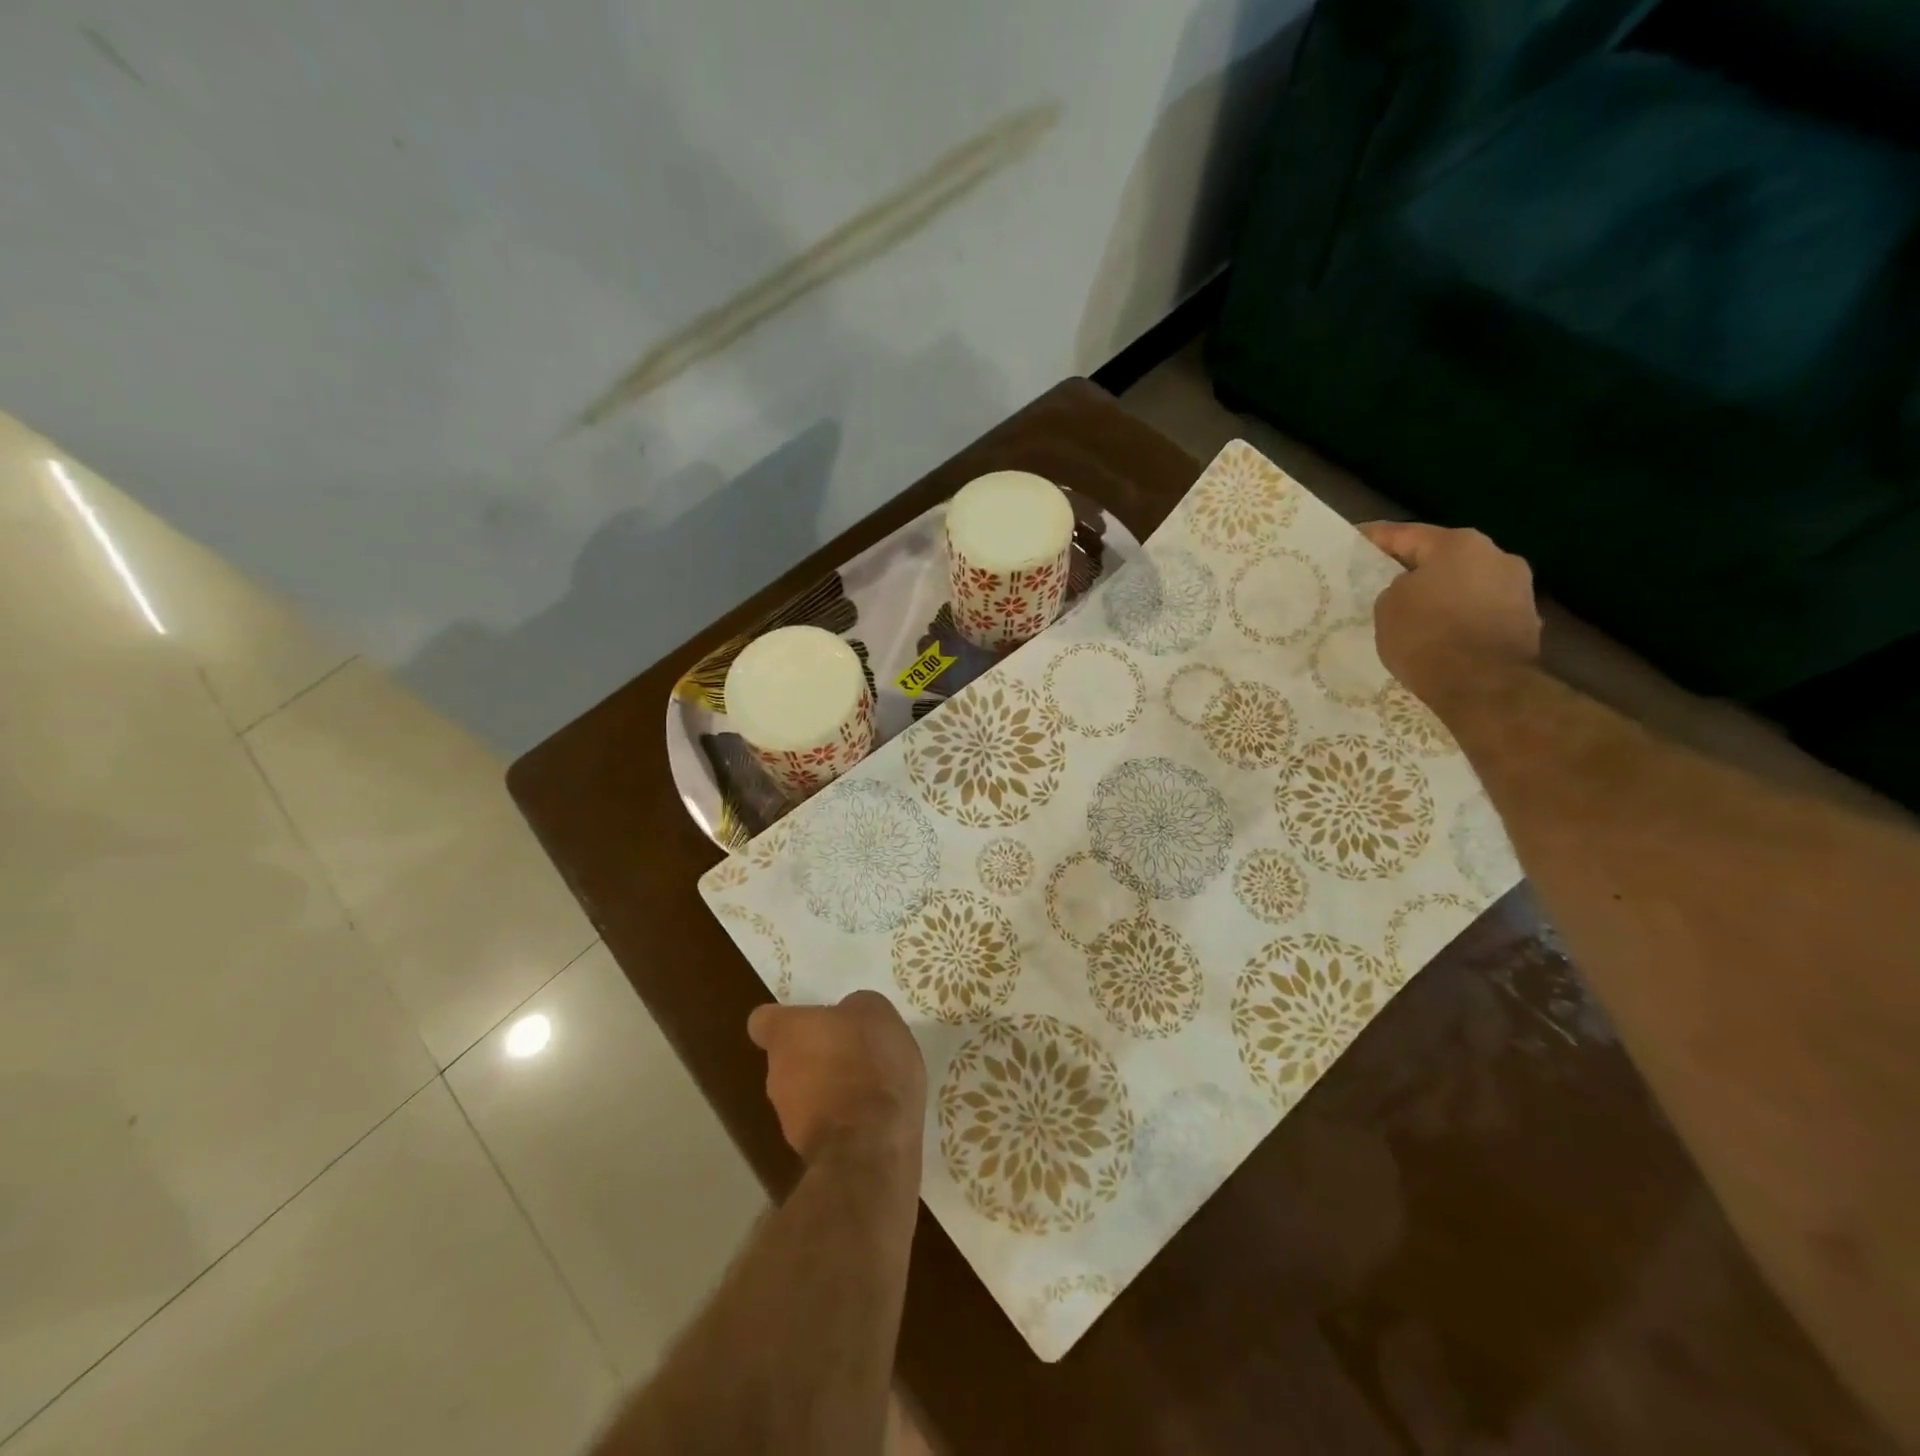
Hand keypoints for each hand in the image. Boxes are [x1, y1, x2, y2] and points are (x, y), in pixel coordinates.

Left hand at [748, 991, 925, 1164]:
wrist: (871, 1145)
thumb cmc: (868, 1062)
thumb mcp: (874, 1012)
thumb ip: (853, 1008)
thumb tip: (846, 1016)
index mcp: (785, 1033)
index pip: (763, 1022)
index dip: (784, 1020)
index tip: (809, 1021)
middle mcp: (776, 1072)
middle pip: (788, 1058)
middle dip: (815, 1054)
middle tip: (852, 1050)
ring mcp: (788, 1117)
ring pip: (804, 1093)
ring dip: (829, 1088)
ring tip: (869, 1085)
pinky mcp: (808, 1151)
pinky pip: (824, 1123)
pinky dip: (842, 1118)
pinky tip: (873, 1115)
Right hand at [1360, 522, 1541, 706]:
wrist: (1483, 686)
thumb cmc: (1427, 637)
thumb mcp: (1387, 608)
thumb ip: (1396, 589)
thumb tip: (1413, 591)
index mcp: (1459, 544)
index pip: (1407, 534)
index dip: (1376, 538)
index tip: (1356, 539)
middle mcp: (1496, 556)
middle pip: (1443, 556)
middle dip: (1414, 567)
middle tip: (1383, 580)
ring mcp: (1517, 588)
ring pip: (1465, 583)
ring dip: (1440, 593)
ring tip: (1412, 611)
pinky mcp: (1525, 620)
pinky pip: (1479, 609)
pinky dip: (1458, 616)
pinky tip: (1439, 633)